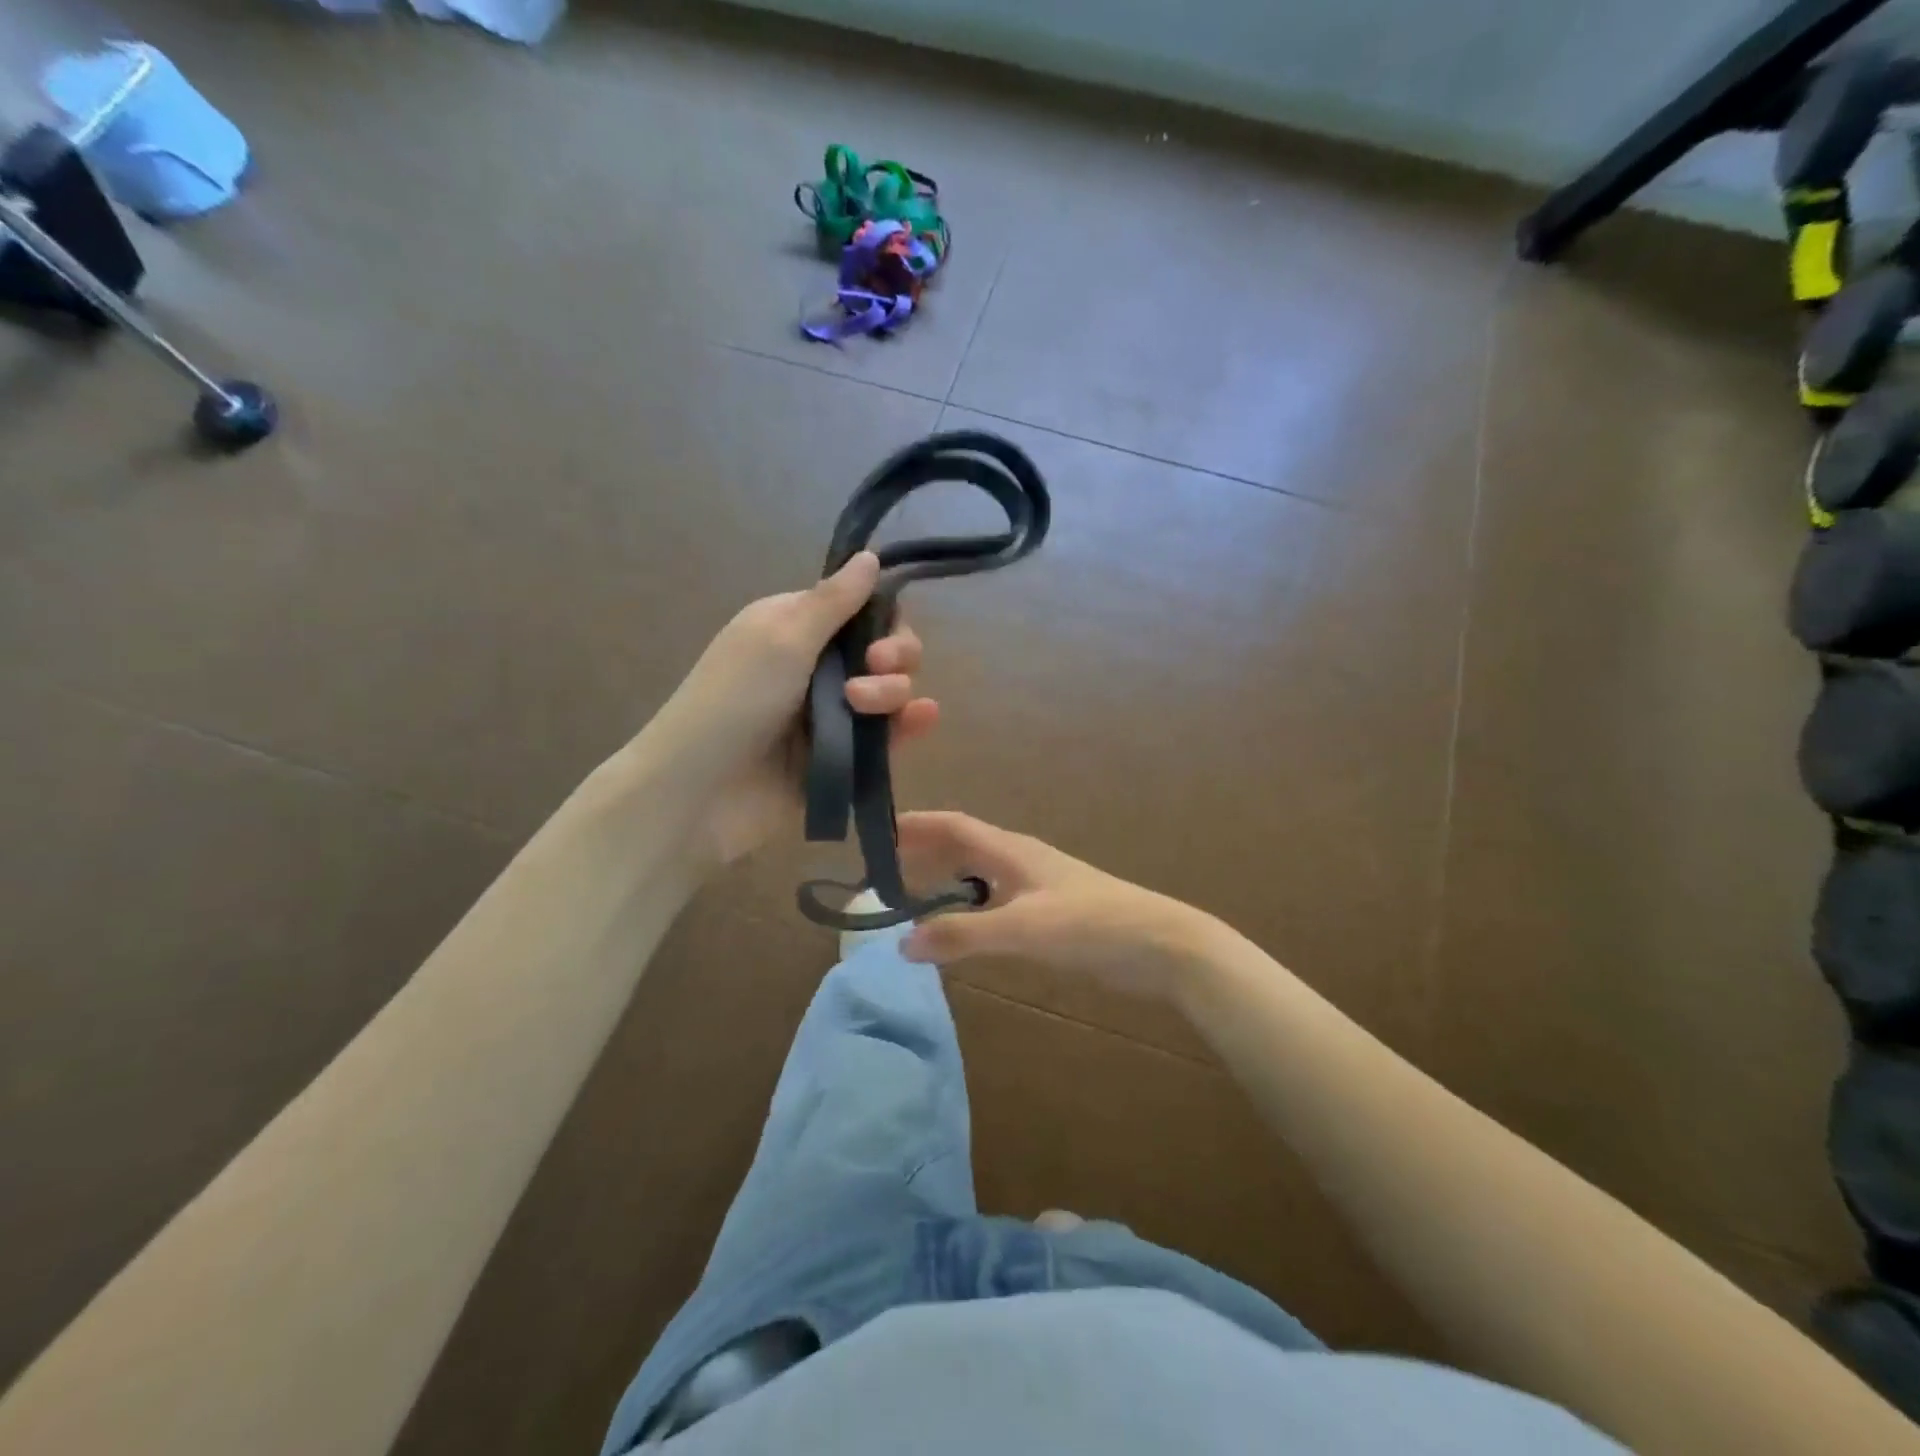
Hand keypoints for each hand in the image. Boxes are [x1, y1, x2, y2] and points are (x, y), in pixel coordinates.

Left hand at [647, 552, 937, 866]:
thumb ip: (834, 601)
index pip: (861, 611)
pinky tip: (922, 720)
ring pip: (891, 694)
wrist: (701, 791)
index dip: (883, 618)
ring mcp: (832, 716)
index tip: (879, 633)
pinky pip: (887, 737)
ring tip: (862, 707)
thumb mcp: (783, 638)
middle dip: (892, 656)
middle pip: (884, 652)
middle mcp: (817, 668)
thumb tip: (869, 555)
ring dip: (892, 692)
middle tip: (874, 667)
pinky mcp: (844, 758)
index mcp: (796, 629)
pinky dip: (908, 726)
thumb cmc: (734, 700)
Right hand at [895, 812, 1218, 999]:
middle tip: (881, 875)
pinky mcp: (1050, 913)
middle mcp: (1020, 860)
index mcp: (1012, 850)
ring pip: (979, 875)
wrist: (1161, 946)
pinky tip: (960, 929)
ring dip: (944, 881)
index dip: (916, 826)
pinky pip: (995, 901)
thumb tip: (902, 943)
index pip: (954, 825)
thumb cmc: (1091, 925)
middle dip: (923, 854)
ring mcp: (1037, 887)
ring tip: (910, 901)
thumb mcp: (1023, 928)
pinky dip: (968, 907)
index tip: (876, 833)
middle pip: (963, 846)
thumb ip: (963, 935)